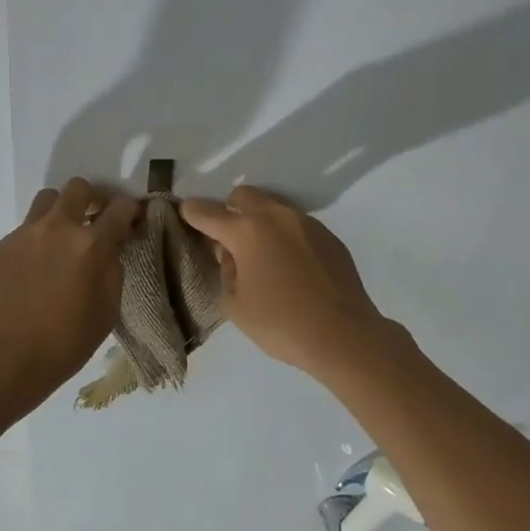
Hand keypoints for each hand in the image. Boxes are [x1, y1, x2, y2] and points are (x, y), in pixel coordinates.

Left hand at [0, 178, 140, 411]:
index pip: (119, 208)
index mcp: (90, 244)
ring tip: (62, 238)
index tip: (130, 219)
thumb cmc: (67, 342)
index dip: (130, 210)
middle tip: (94, 219)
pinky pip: (24, 230)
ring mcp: (24, 234)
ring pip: (47, 200)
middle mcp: (56, 228)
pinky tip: (34, 270)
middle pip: (78, 188)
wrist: (7, 360)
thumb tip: (110, 246)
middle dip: (92, 198)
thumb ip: (113, 267)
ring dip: (61, 211)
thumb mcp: (108, 308)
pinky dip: (36, 240)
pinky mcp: (1, 246)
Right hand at [180, 185, 410, 378]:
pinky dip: (285, 234)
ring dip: (259, 219)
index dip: (192, 211)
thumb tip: (230, 254)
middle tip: (229, 240)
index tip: (184, 211)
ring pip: (273, 205)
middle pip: (243, 195)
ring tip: (262, 253)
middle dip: (229, 210)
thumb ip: (226, 271)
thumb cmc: (282, 324)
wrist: (344, 335)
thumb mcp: (236, 305)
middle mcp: (275, 216)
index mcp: (246, 232)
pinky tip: (291, 264)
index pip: (208, 212)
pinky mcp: (328, 235)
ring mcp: (305, 222)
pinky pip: (297, 223)